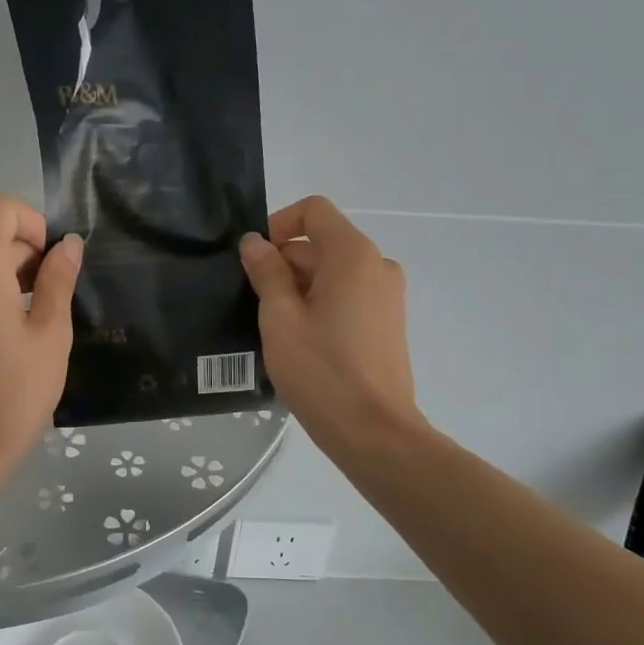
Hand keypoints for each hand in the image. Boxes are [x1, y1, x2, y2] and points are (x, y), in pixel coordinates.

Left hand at [0, 193, 81, 480]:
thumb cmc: (12, 392)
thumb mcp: (50, 334)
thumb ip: (58, 281)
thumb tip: (68, 245)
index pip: (0, 209)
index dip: (35, 223)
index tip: (54, 264)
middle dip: (31, 256)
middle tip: (58, 304)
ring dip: (16, 279)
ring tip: (41, 325)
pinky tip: (17, 338)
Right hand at [239, 196, 419, 450]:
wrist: (375, 433)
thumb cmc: (322, 372)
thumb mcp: (280, 319)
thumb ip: (267, 273)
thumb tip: (255, 243)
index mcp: (353, 255)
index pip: (314, 211)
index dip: (279, 225)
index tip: (255, 260)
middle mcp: (377, 265)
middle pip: (322, 244)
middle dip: (285, 264)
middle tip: (256, 305)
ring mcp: (388, 296)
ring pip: (333, 273)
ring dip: (300, 289)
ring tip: (276, 330)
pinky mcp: (388, 323)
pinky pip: (348, 297)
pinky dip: (321, 306)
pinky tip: (302, 343)